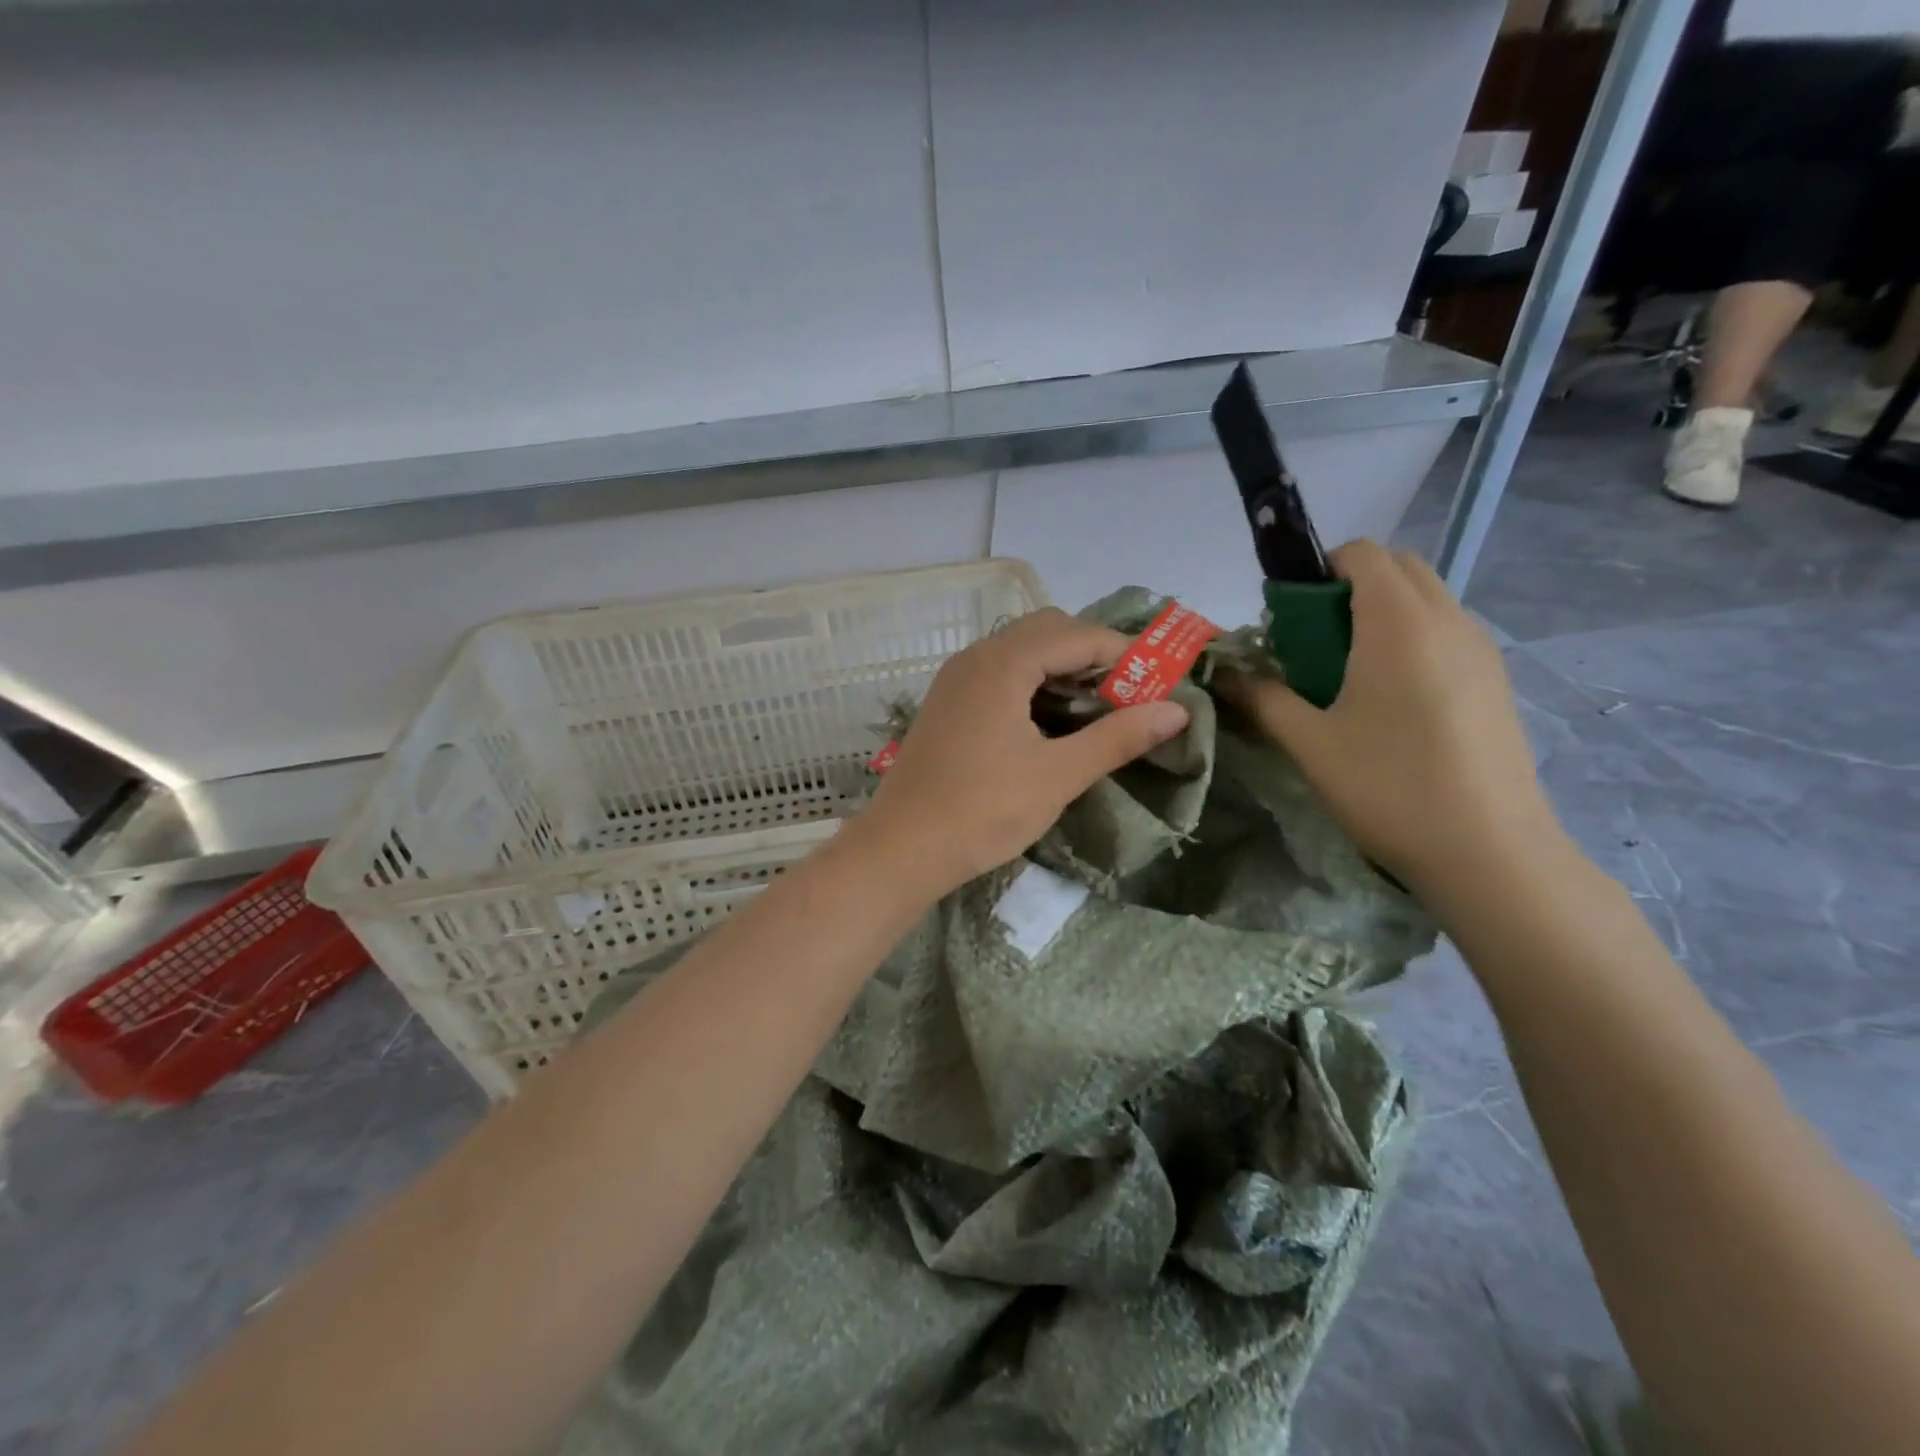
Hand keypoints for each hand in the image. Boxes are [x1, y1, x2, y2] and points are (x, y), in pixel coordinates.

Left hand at [854, 607, 1190, 897]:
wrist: (901, 849)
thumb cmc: (982, 811)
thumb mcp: (1058, 775)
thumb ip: (1117, 737)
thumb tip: (1176, 710)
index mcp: (1002, 663)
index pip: (1078, 635)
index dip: (1125, 654)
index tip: (1160, 685)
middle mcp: (976, 657)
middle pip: (1048, 632)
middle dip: (1093, 656)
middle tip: (1128, 697)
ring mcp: (956, 680)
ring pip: (1022, 653)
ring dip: (1063, 670)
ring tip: (1097, 711)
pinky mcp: (948, 705)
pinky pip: (1001, 675)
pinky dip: (1035, 686)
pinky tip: (1051, 723)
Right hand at [1219, 541, 1562, 901]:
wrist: (1488, 851)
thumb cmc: (1388, 787)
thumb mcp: (1309, 743)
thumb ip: (1264, 698)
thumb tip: (1228, 675)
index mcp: (1398, 624)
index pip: (1363, 554)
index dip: (1320, 569)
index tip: (1292, 617)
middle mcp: (1447, 621)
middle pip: (1399, 568)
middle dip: (1350, 587)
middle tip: (1316, 643)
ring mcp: (1480, 649)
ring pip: (1427, 599)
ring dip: (1382, 614)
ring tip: (1350, 675)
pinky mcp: (1495, 679)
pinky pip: (1446, 632)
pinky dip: (1411, 639)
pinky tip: (1391, 702)